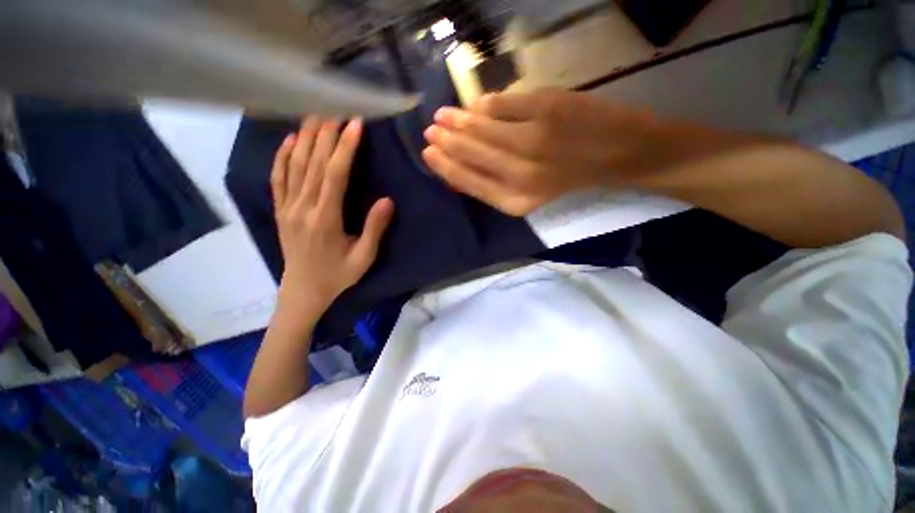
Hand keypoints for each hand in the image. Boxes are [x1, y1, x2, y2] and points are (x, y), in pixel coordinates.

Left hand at [271, 117, 393, 315]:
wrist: (303, 291)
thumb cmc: (338, 275)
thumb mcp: (363, 257)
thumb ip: (374, 229)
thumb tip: (386, 200)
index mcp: (325, 219)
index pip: (334, 174)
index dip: (345, 148)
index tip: (355, 125)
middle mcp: (302, 207)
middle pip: (312, 162)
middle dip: (326, 133)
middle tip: (337, 109)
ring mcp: (287, 207)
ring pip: (294, 165)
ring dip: (305, 138)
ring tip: (316, 115)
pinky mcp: (280, 210)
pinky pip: (278, 178)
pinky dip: (282, 156)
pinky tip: (289, 140)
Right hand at [422, 89, 659, 215]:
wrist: (623, 154)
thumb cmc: (572, 180)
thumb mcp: (530, 195)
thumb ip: (495, 183)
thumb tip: (460, 168)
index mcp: (515, 200)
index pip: (467, 181)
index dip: (444, 166)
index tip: (428, 153)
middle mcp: (520, 175)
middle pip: (470, 153)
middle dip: (446, 141)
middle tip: (431, 130)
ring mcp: (533, 140)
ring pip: (482, 127)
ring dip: (458, 120)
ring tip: (443, 115)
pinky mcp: (546, 109)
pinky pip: (502, 104)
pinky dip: (485, 104)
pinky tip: (474, 105)